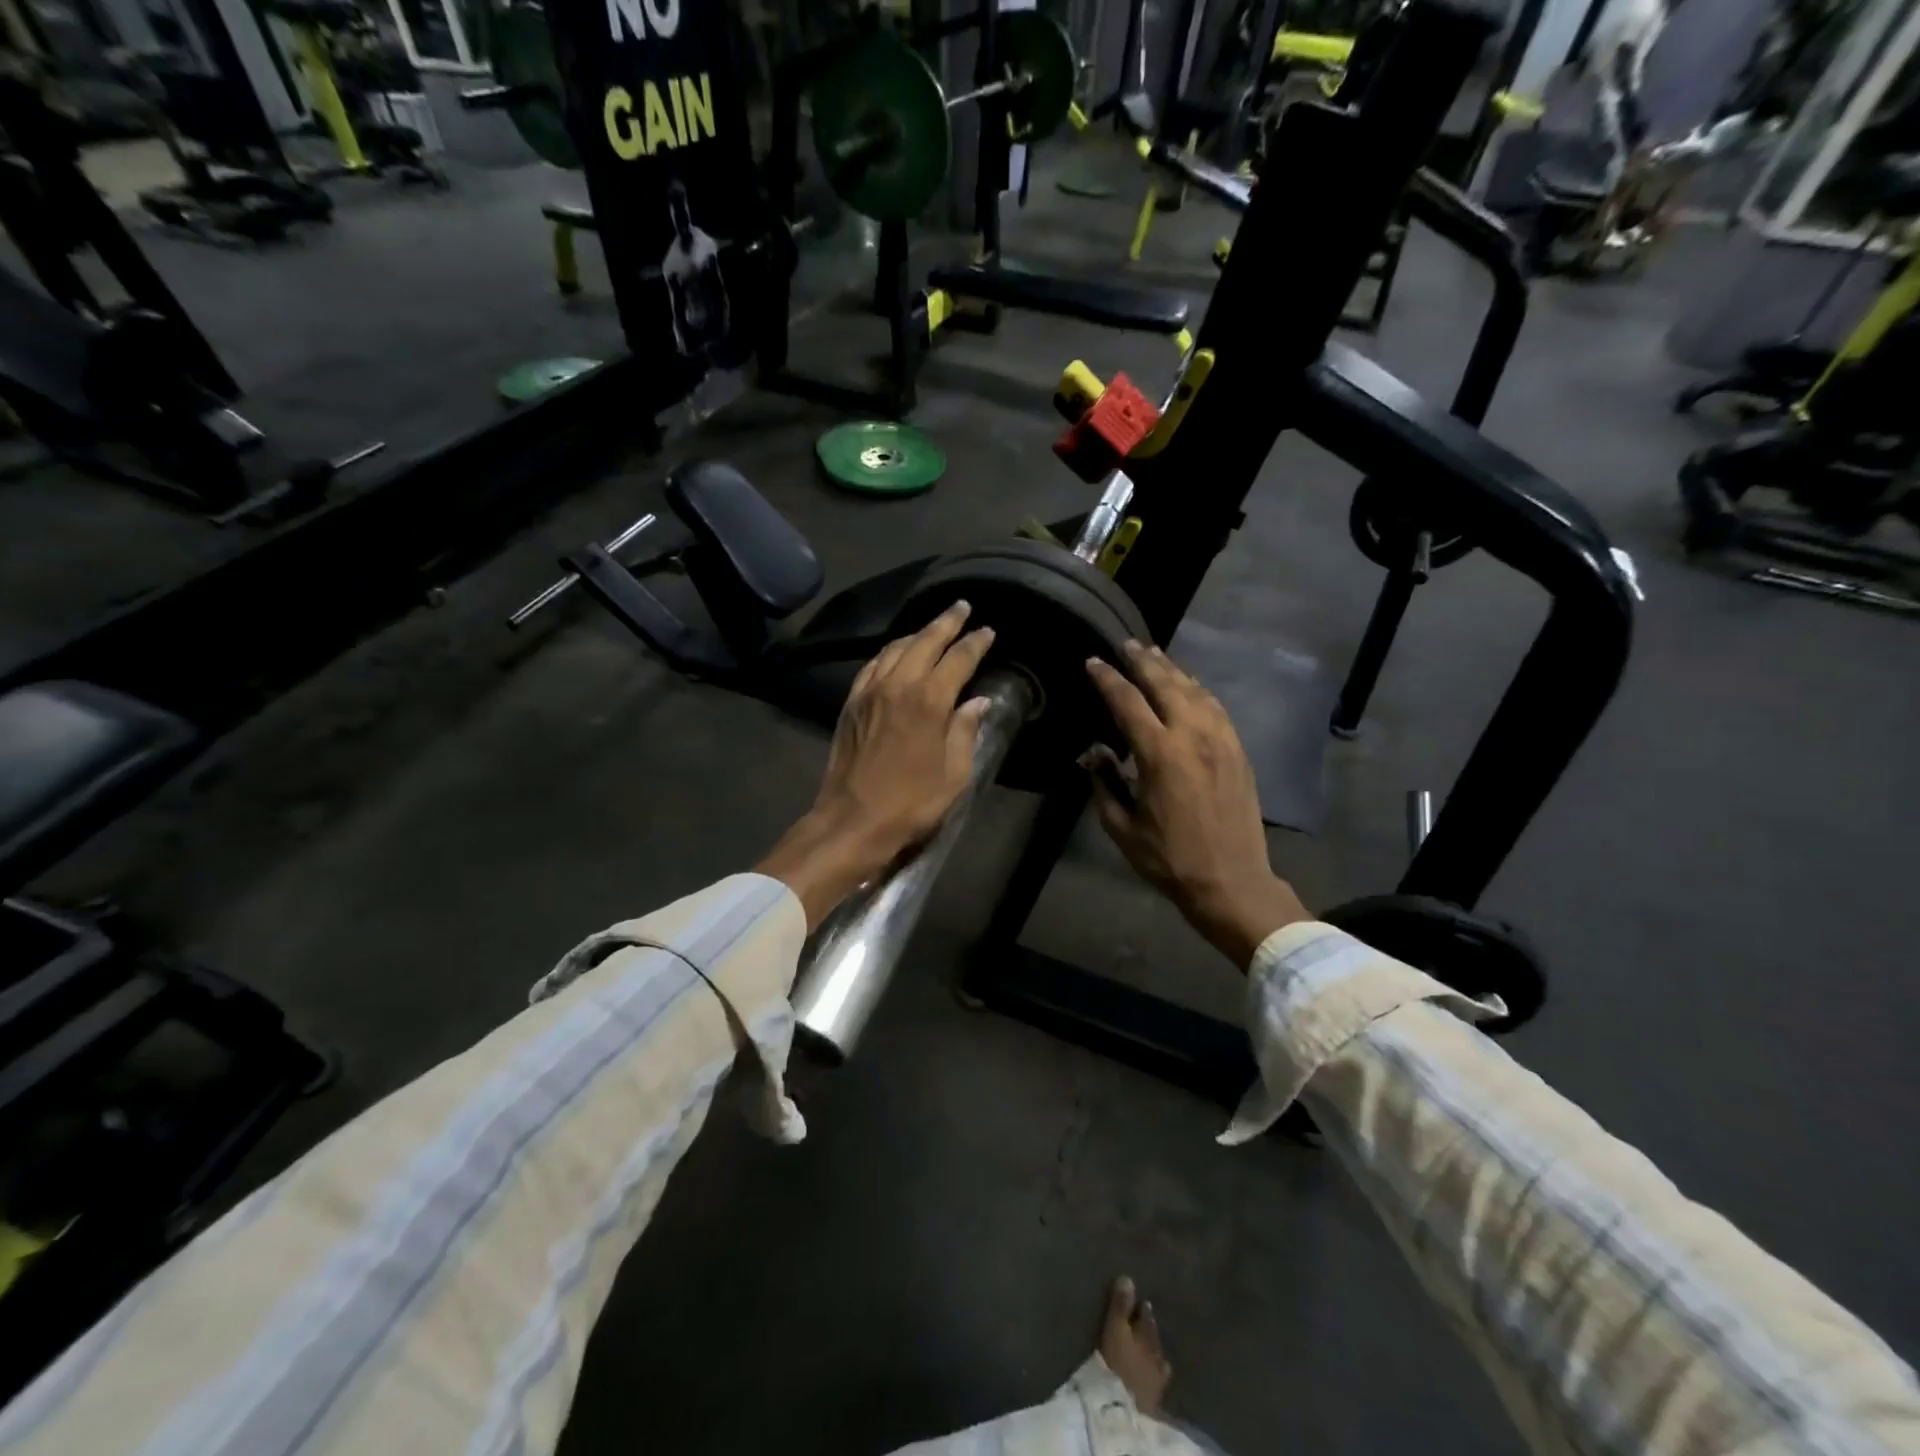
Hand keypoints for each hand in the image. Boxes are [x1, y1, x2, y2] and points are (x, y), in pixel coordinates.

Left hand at [757, 602, 995, 927]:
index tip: (987, 631)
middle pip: (924, 641)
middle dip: (946, 622)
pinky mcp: (851, 704)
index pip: (957, 658)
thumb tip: (978, 702)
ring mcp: (869, 692)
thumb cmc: (911, 803)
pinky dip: (890, 653)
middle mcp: (898, 685)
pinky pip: (872, 665)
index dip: (975, 642)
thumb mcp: (954, 774)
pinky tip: (896, 654)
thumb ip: (965, 731)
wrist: (853, 820)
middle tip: (962, 608)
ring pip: (895, 648)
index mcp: (928, 701)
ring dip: (917, 634)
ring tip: (933, 628)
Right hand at [1083, 642, 1308, 968]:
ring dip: (1172, 669)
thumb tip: (1093, 752)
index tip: (1093, 662)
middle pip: (1165, 684)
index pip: (1127, 702)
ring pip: (1194, 690)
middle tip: (1126, 644)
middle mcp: (1193, 736)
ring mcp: (1221, 740)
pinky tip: (1190, 686)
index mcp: (1160, 753)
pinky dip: (1198, 690)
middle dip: (1143, 661)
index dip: (1107, 679)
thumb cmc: (1169, 858)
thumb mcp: (1122, 826)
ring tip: (1155, 655)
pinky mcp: (1238, 751)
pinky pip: (1216, 707)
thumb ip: (1104, 783)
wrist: (1231, 880)